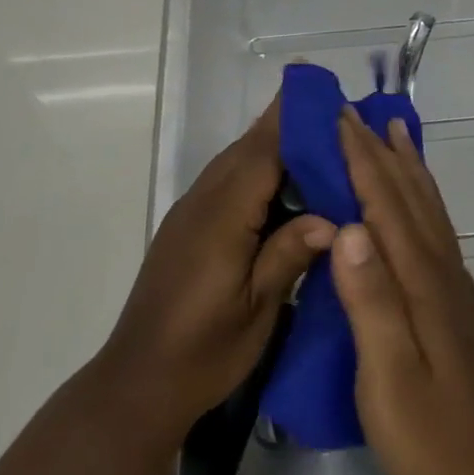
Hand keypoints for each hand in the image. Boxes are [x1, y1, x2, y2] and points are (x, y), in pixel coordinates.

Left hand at [100, 96, 333, 436]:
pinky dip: (258, 170)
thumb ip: (289, 255)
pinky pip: (227, 182)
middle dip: (287, 123)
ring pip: (235, 162)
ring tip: (318, 140)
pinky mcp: (187, 226)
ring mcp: (191, 212)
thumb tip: (334, 218)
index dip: (293, 121)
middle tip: (332, 112)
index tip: (324, 92)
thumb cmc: (203, 352)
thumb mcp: (256, 310)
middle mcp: (203, 202)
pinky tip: (285, 186)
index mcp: (222, 217)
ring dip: (273, 145)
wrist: (139, 382)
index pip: (264, 153)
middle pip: (248, 148)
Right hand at [329, 111, 473, 474]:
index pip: (386, 207)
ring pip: (428, 209)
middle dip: (380, 152)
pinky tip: (414, 200)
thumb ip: (371, 302)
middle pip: (409, 197)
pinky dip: (422, 198)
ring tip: (393, 133)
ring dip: (407, 166)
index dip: (362, 161)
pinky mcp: (456, 302)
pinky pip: (435, 229)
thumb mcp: (389, 377)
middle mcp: (443, 271)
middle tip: (356, 113)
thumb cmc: (431, 436)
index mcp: (422, 283)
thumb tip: (349, 229)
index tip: (339, 120)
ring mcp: (454, 286)